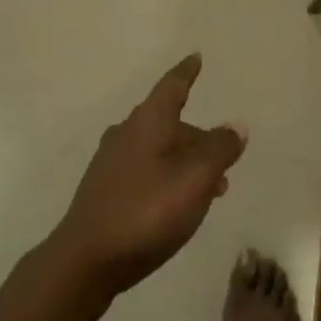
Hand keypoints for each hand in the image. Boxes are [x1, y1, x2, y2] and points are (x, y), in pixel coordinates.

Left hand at [47, 54, 246, 316]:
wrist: (84, 262)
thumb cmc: (145, 211)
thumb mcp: (195, 179)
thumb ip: (219, 149)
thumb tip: (236, 125)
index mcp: (148, 120)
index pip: (173, 85)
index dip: (187, 72)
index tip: (196, 58)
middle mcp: (127, 132)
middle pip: (167, 121)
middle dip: (195, 135)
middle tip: (222, 152)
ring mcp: (111, 162)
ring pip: (157, 149)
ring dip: (183, 161)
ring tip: (210, 186)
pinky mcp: (103, 192)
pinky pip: (144, 171)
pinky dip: (165, 177)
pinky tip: (176, 204)